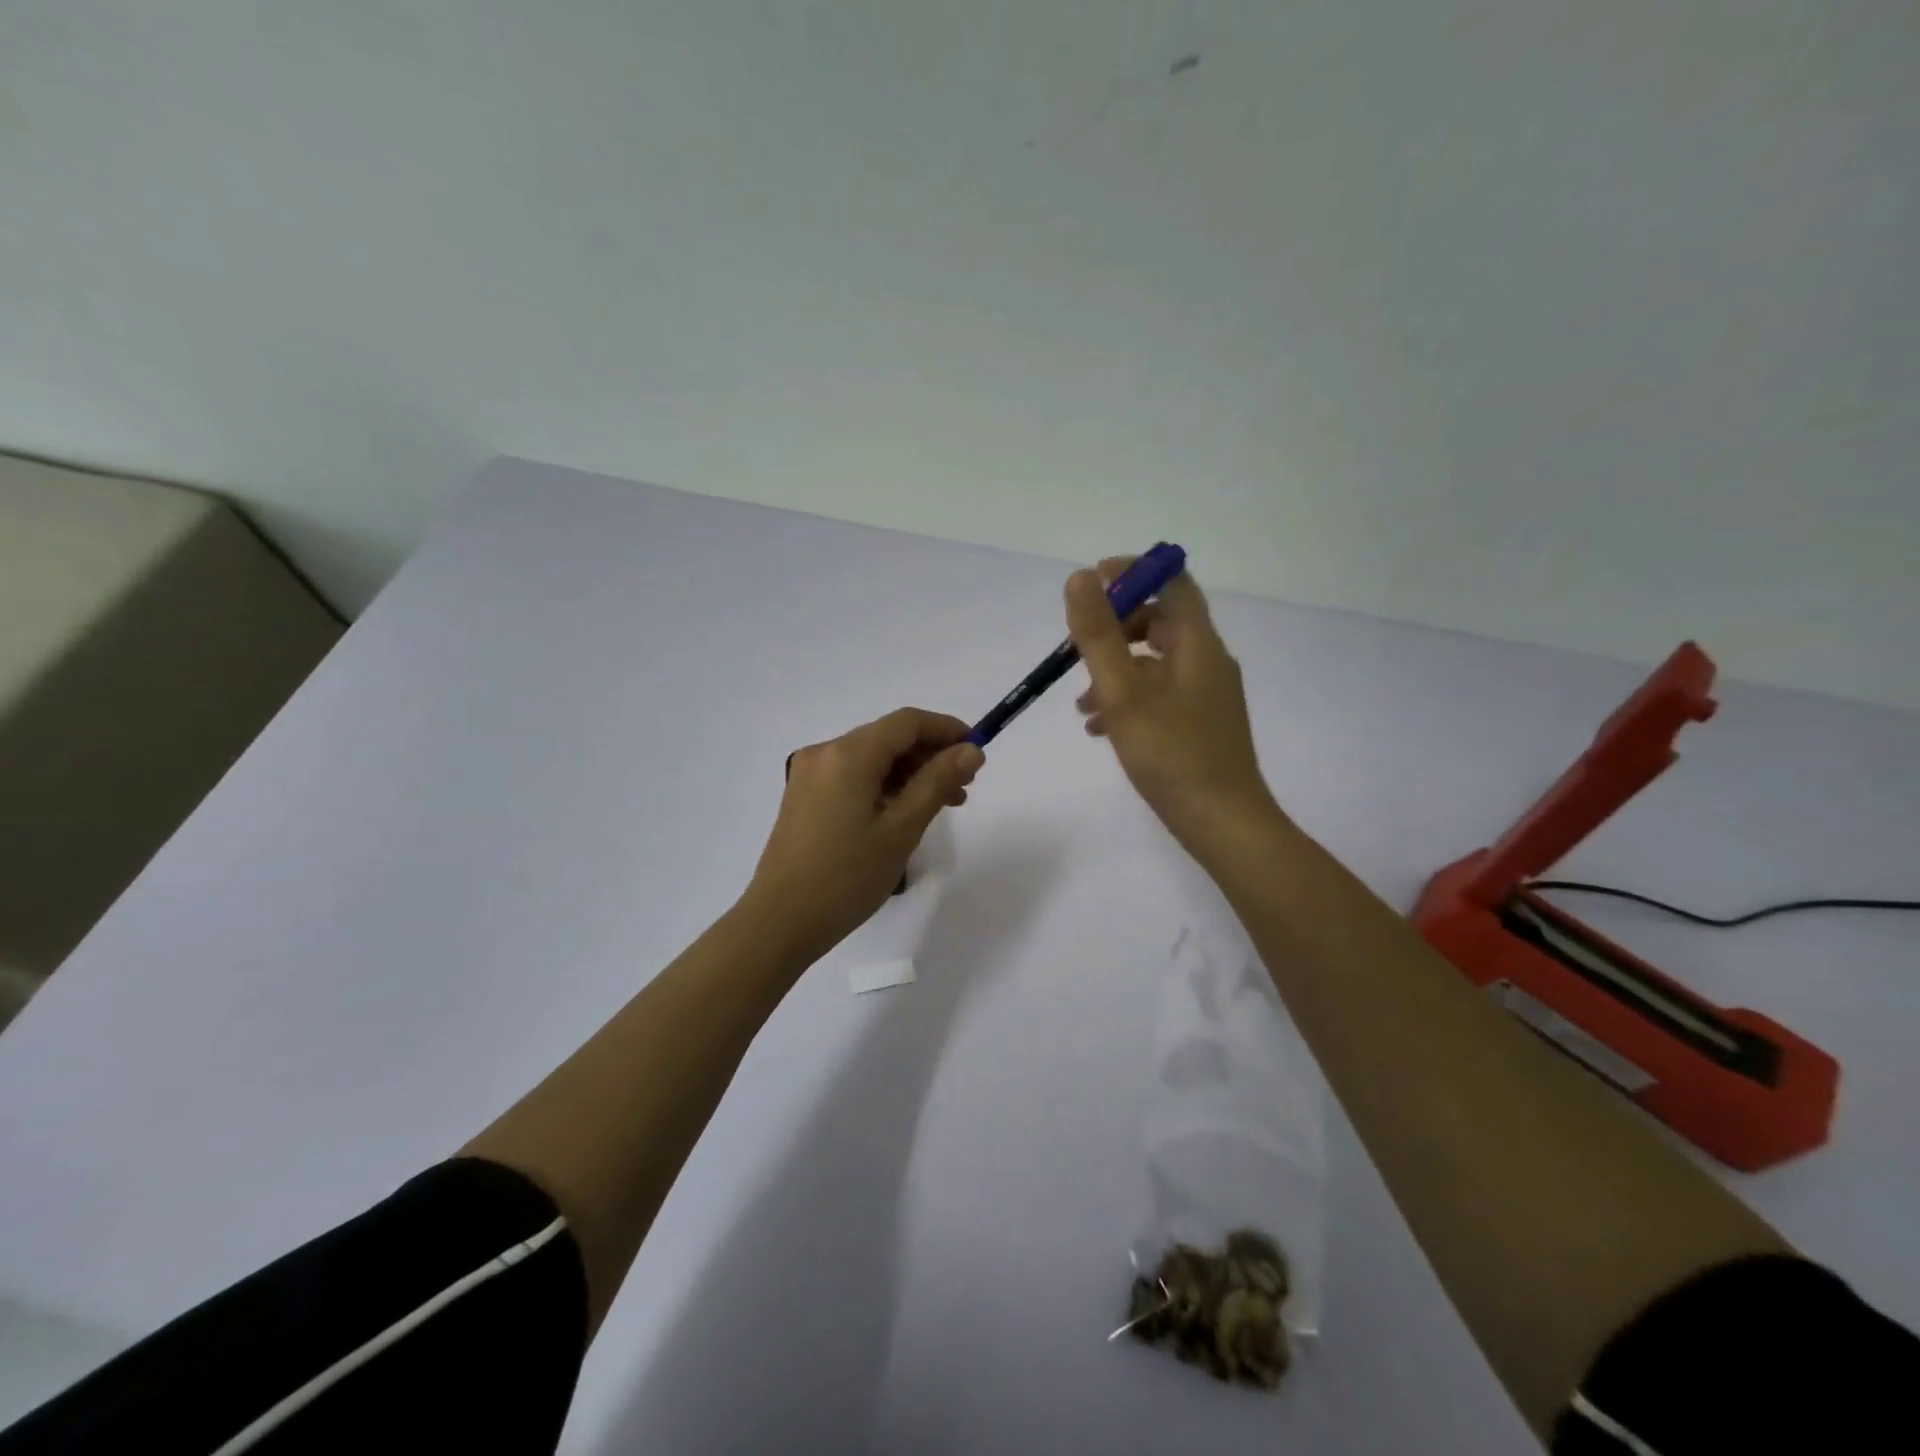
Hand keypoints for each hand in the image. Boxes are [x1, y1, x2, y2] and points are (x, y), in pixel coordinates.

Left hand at [744, 707, 983, 959]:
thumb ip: (937, 781)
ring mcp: (810, 774)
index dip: (947, 729)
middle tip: (965, 786)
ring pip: (872, 758)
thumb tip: (971, 750)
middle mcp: (825, 753)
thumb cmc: (847, 877)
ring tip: (944, 804)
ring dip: (910, 773)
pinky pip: (853, 777)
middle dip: (930, 754)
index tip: (977, 751)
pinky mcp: (804, 796)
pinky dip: (884, 786)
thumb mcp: (901, 829)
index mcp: (848, 754)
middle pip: (888, 738)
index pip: (907, 722)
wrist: (780, 922)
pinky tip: (905, 812)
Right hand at [1068, 559, 1275, 853]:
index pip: (1171, 581)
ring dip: (1114, 670)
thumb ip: (1099, 635)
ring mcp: (1207, 694)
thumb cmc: (1171, 754)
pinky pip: (1160, 693)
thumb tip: (1081, 577)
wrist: (1222, 822)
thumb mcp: (1123, 692)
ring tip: (1079, 705)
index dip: (1132, 572)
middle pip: (1160, 621)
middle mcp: (1207, 660)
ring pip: (1154, 662)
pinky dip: (1128, 698)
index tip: (1091, 582)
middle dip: (1113, 630)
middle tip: (1075, 651)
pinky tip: (1100, 729)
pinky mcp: (1200, 722)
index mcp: (1197, 643)